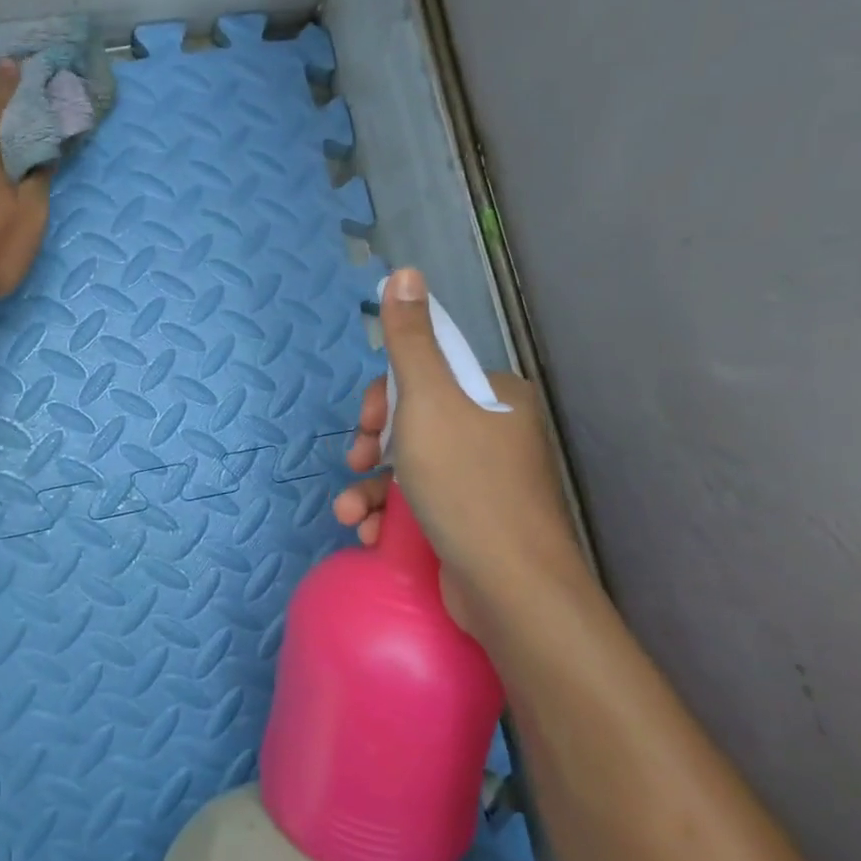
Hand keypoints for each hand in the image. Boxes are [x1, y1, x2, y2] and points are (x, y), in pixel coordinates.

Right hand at [333, 268, 590, 637]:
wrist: (511, 588)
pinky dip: (390, 515)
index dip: (385, 398)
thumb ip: (410, 340)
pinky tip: (370, 534)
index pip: (427, 376)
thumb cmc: (466, 484)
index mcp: (494, 397)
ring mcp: (485, 482)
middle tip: (357, 463)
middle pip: (414, 423)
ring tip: (349, 515)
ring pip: (411, 468)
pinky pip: (421, 504)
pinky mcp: (472, 522)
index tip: (368, 426)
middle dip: (374, 447)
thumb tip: (404, 272)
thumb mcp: (428, 401)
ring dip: (371, 488)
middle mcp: (495, 433)